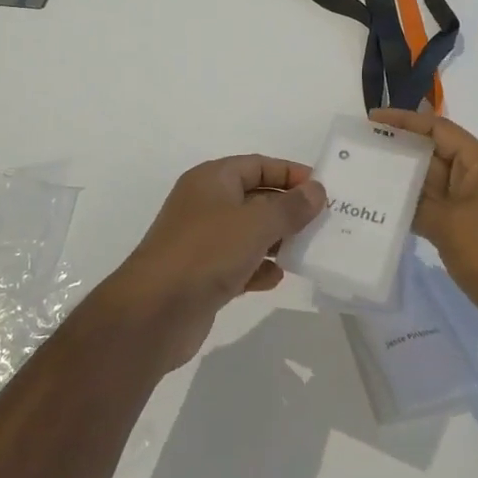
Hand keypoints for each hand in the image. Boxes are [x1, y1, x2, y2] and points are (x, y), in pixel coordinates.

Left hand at [100, 157, 326, 370]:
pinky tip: (277, 278)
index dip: (290, 173)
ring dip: (277, 240)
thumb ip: (290, 206)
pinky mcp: (202, 276)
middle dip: (288, 209)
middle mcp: (206, 204)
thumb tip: (316, 190)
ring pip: (248, 233)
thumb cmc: (206, 252)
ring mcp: (202, 242)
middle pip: (255, 198)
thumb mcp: (256, 223)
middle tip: (323, 222)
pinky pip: (239, 264)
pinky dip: (258, 268)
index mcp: (212, 180)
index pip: (258, 165)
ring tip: (308, 249)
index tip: (322, 189)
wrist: (154, 313)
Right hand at [370, 109, 477, 360]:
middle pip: (435, 155)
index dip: (404, 121)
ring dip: (404, 185)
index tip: (371, 121)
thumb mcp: (450, 224)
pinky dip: (416, 212)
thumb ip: (416, 202)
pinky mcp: (475, 236)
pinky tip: (388, 218)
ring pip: (435, 187)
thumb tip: (391, 192)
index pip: (439, 129)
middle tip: (359, 154)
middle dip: (399, 152)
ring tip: (365, 183)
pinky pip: (440, 213)